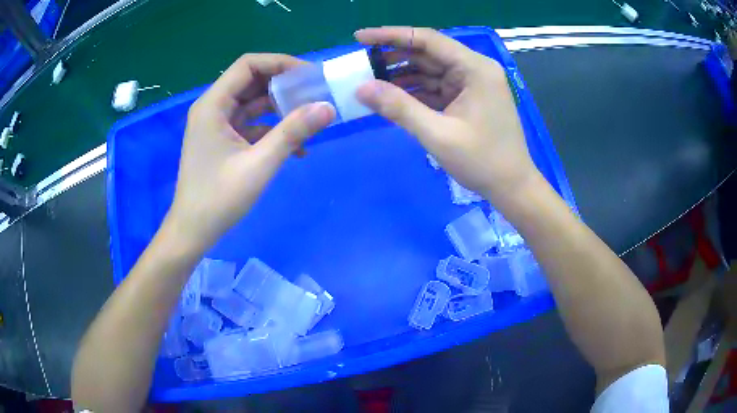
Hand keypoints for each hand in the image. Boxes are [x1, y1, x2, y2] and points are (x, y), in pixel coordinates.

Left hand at [167, 54, 334, 247]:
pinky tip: (295, 147)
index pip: (248, 65)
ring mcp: (217, 124)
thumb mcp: (259, 164)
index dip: (280, 63)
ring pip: (252, 103)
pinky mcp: (223, 140)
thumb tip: (327, 108)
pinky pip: (250, 124)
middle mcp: (213, 108)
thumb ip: (293, 132)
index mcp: (213, 105)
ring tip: (310, 118)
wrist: (193, 231)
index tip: (309, 75)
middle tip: (315, 95)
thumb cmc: (219, 198)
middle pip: (251, 81)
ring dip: (280, 108)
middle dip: (284, 86)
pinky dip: (271, 129)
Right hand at [355, 27, 539, 206]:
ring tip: (369, 82)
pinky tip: (391, 96)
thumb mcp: (438, 134)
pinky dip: (414, 91)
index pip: (427, 39)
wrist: (512, 187)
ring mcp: (472, 84)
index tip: (359, 37)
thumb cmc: (482, 161)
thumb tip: (361, 88)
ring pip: (430, 71)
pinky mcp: (468, 98)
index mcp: (475, 68)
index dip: (390, 35)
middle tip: (360, 64)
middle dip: (393, 57)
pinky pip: (436, 87)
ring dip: (401, 75)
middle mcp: (474, 69)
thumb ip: (399, 108)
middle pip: (428, 53)